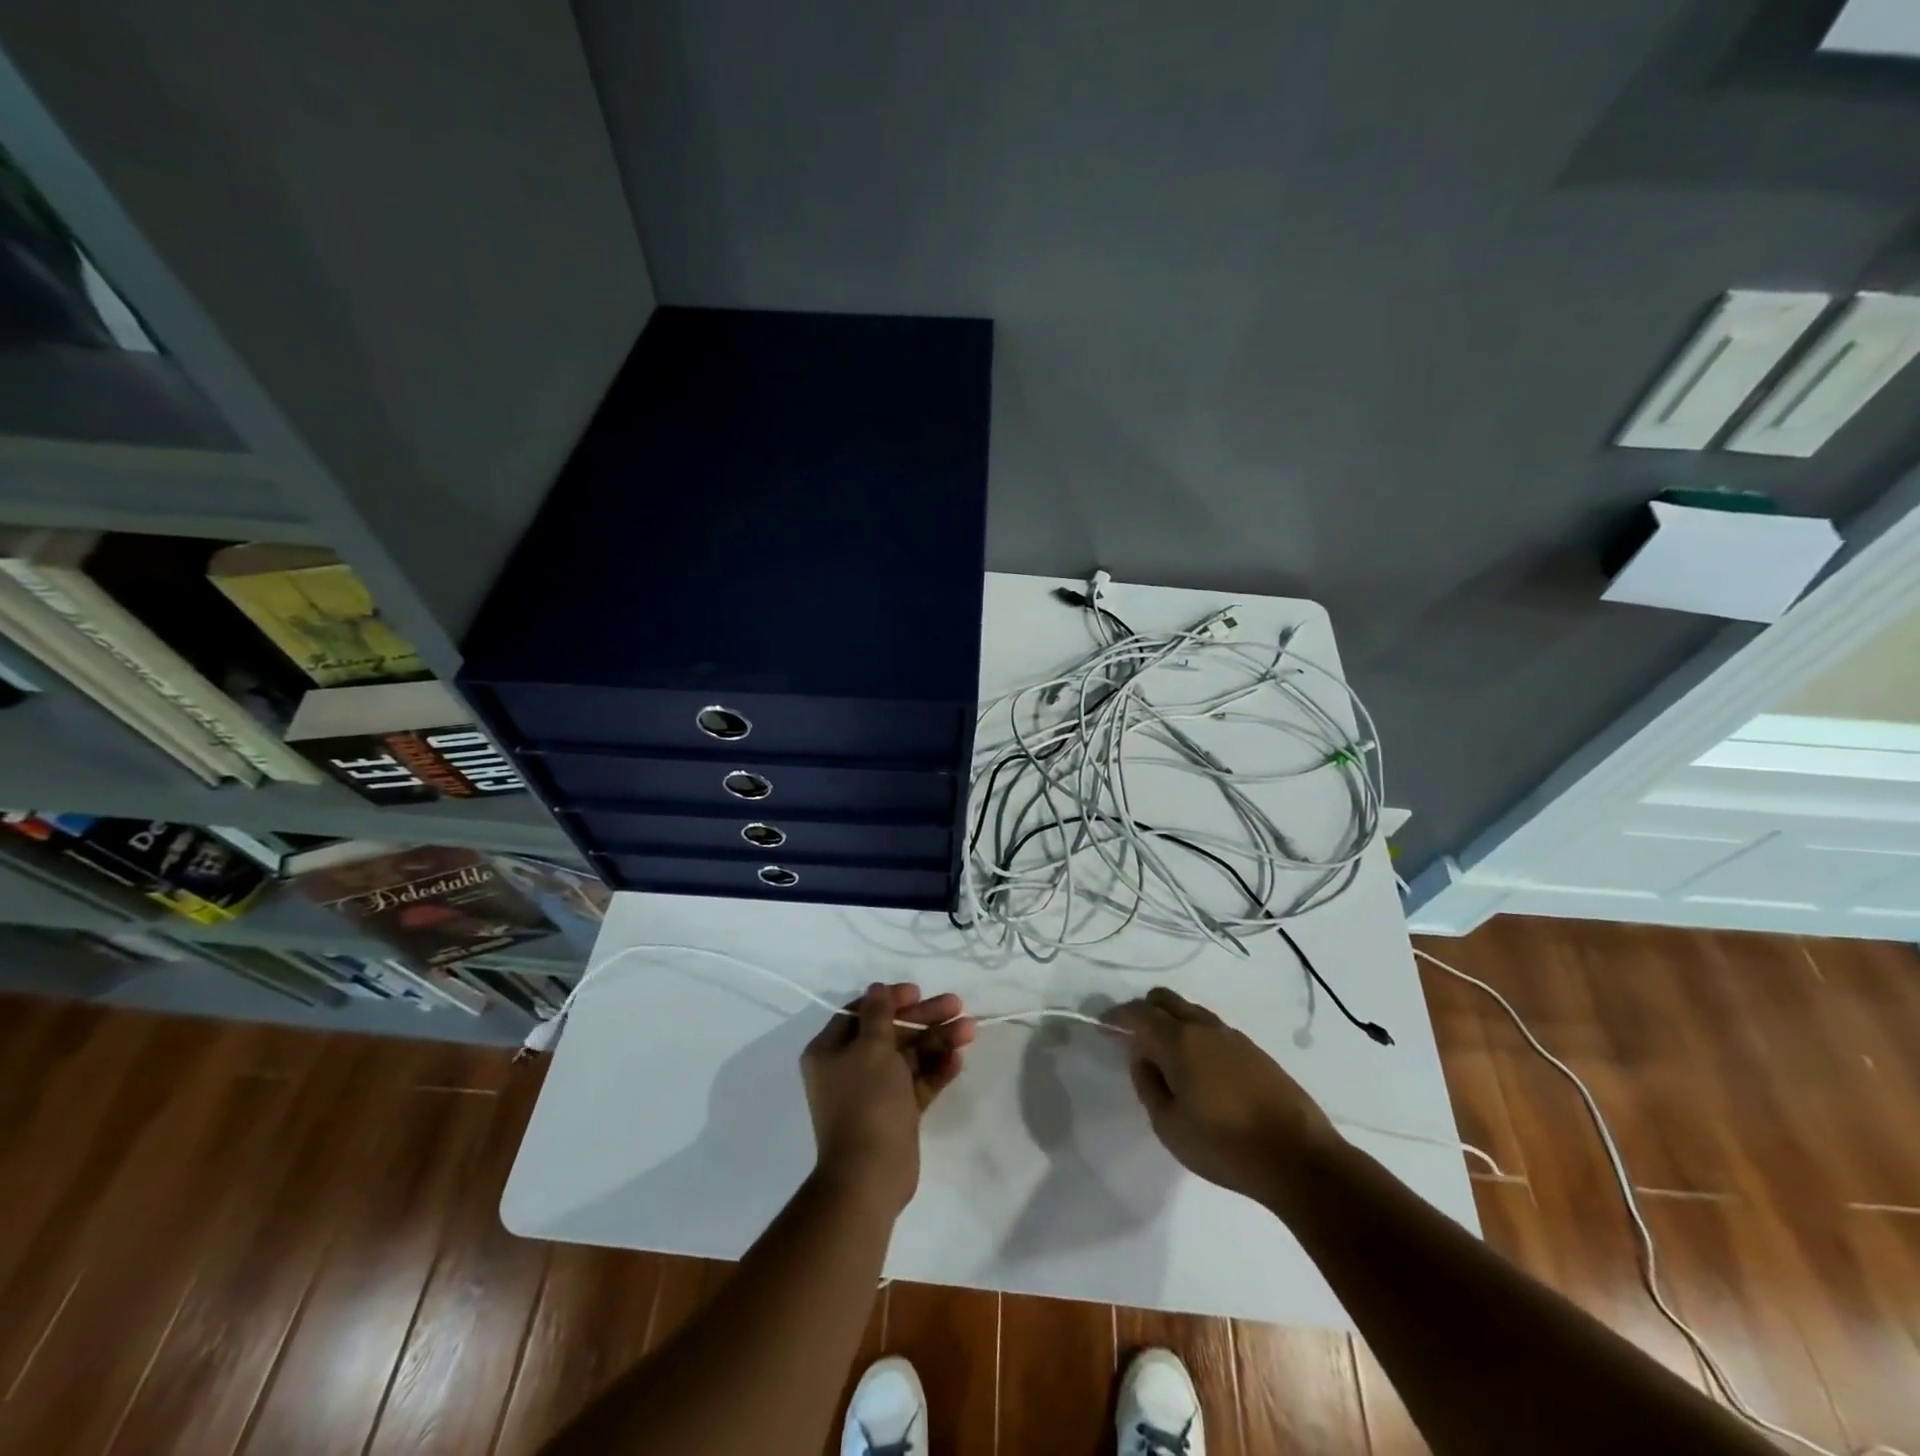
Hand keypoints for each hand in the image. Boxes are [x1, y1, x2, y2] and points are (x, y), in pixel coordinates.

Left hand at [800, 982, 975, 1216]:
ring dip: (937, 1040)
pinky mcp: (896, 1112)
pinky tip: (958, 1059)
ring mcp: (874, 1091)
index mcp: (830, 1050)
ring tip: (969, 1030)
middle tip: (956, 1006)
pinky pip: (917, 1082)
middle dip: (923, 1018)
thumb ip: (878, 1014)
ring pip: (908, 1056)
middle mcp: (849, 1067)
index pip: (861, 1011)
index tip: (918, 992)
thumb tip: (877, 988)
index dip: (890, 999)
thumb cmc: (867, 1101)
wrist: (870, 1175)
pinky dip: (936, 1069)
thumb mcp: (871, 1048)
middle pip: (890, 1031)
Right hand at [1104, 987, 1336, 1203]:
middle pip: (1164, 999)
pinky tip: (1197, 1069)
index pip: (1138, 1013)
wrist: (1300, 1159)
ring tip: (1164, 1057)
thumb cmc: (1225, 1145)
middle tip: (1132, 1038)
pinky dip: (1194, 1037)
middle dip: (1143, 1011)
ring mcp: (1233, 1036)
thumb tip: (1142, 1058)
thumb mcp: (1169, 1125)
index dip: (1116, 1017)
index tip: (1102, 1027)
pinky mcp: (1255, 1051)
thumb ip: (1148, 1085)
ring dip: (1171, 1023)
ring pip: (1190, 1012)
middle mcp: (1204, 1027)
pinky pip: (1212, 1030)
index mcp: (1179, 1040)